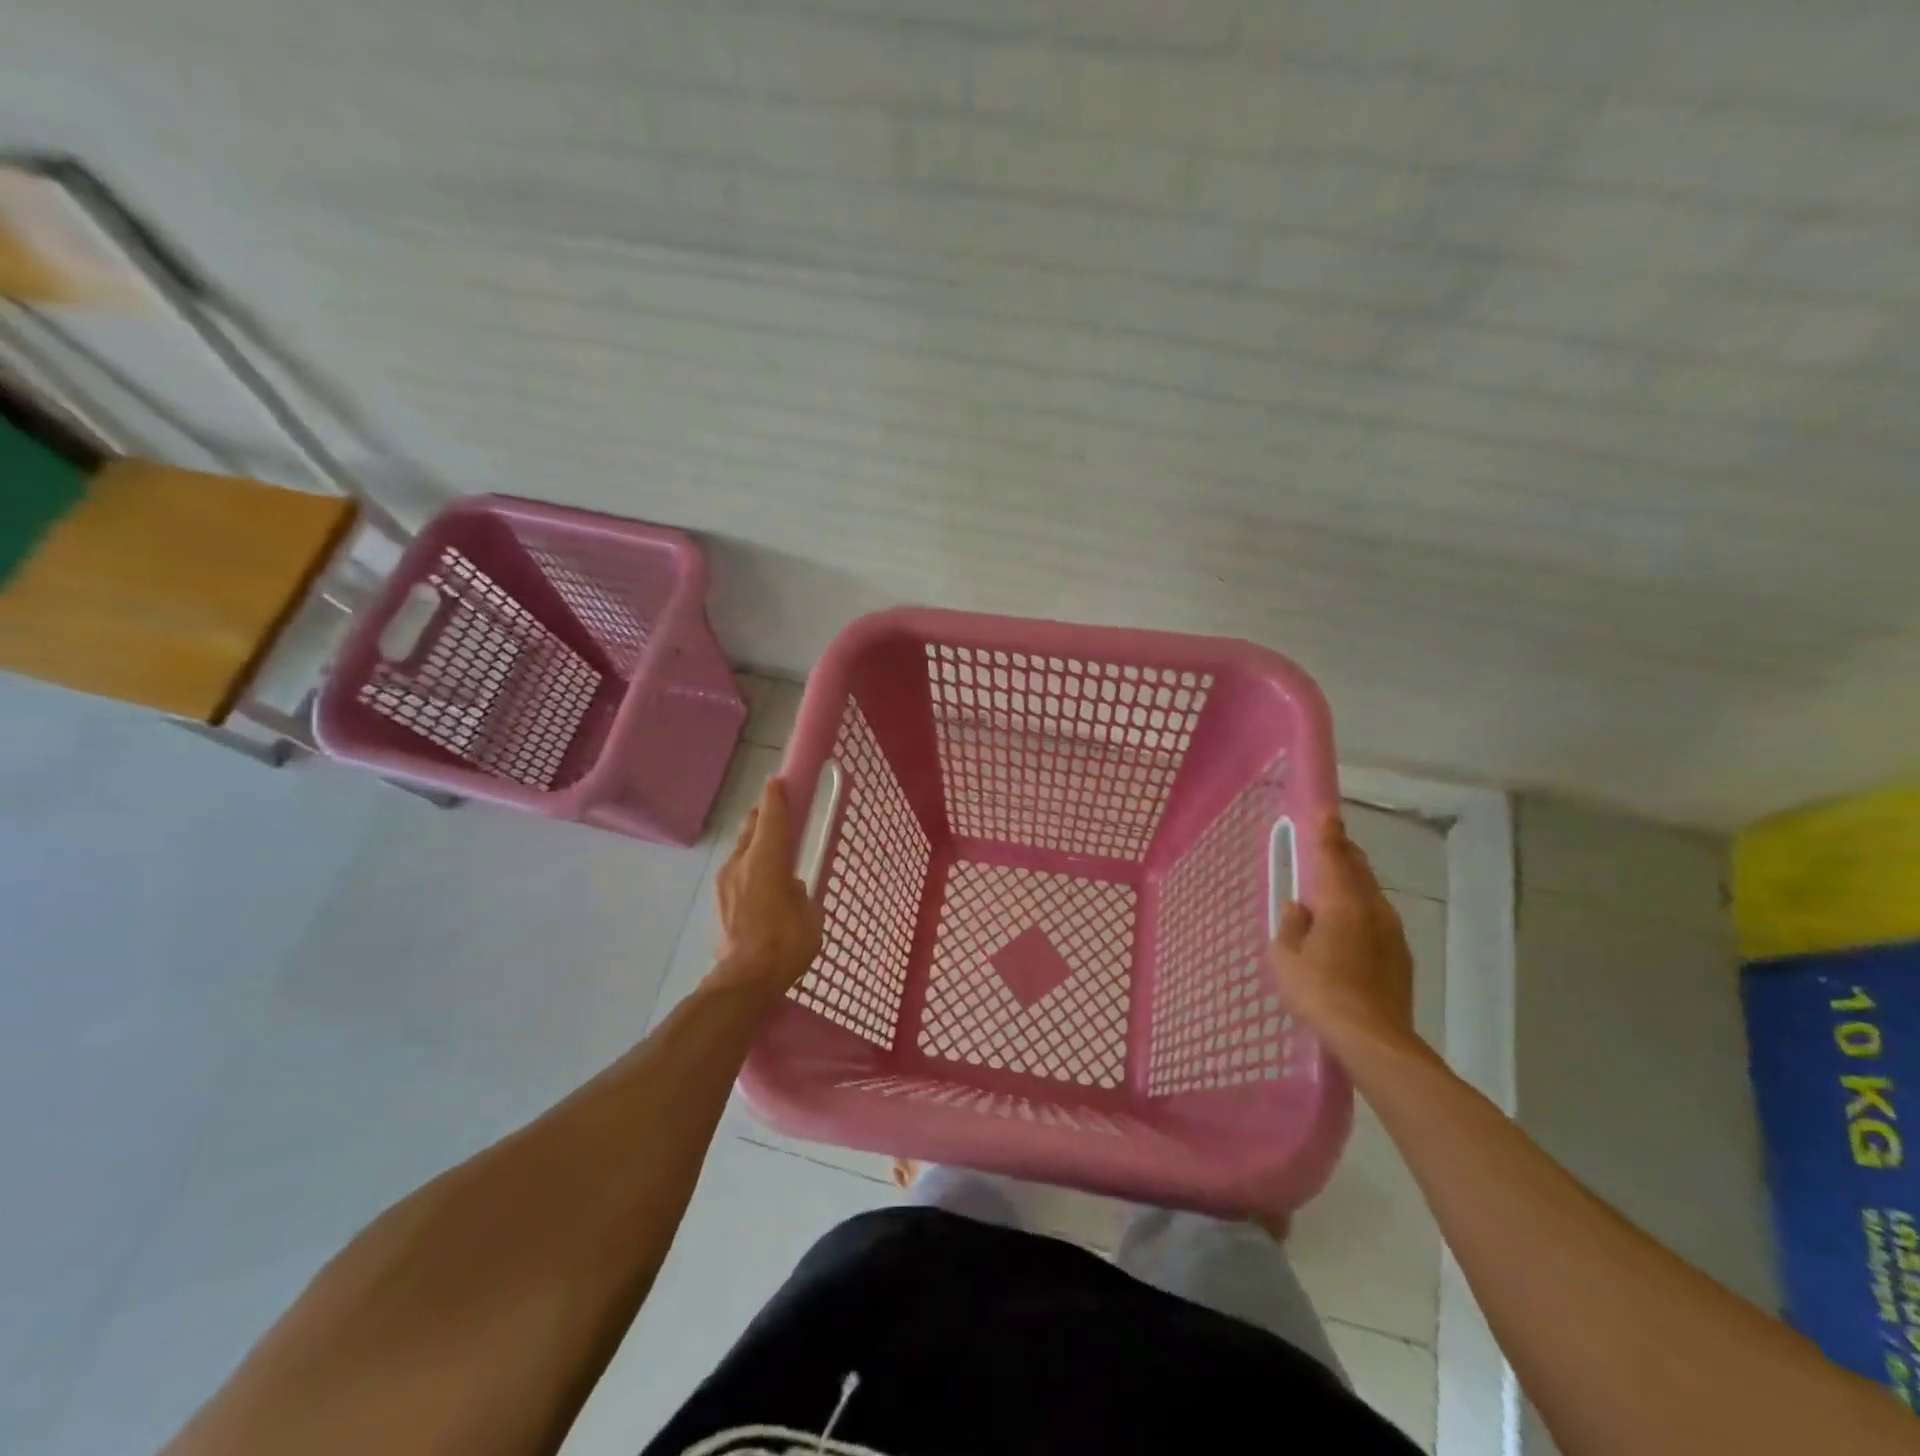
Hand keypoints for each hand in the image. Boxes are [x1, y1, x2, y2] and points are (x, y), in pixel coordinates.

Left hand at [710, 779, 824, 997]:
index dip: (777, 796)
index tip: (781, 780)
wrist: (745, 980)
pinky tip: (763, 880)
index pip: (772, 817)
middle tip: (782, 813)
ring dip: (757, 841)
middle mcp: (741, 863)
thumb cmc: (786, 943)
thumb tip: (790, 885)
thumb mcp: (809, 913)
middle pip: (752, 827)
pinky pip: (738, 869)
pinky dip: (751, 864)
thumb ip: (800, 890)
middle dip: (766, 815)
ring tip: (774, 850)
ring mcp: (726, 881)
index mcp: (766, 860)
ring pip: (742, 848)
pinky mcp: (721, 900)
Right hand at [1268, 812, 1419, 1053]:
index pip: (1334, 856)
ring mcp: (1392, 933)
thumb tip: (1298, 907)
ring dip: (1353, 883)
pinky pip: (1377, 920)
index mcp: (1341, 902)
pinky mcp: (1401, 957)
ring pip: (1370, 895)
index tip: (1326, 811)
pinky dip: (1361, 911)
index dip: (1328, 833)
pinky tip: (1347, 928)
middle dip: (1344, 853)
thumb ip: (1290, 926)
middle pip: (1358, 870)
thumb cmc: (1320, 992)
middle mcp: (1372, 909)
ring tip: (1333, 885)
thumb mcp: (1285, 958)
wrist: (1374, 1039)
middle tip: (1328, 843)